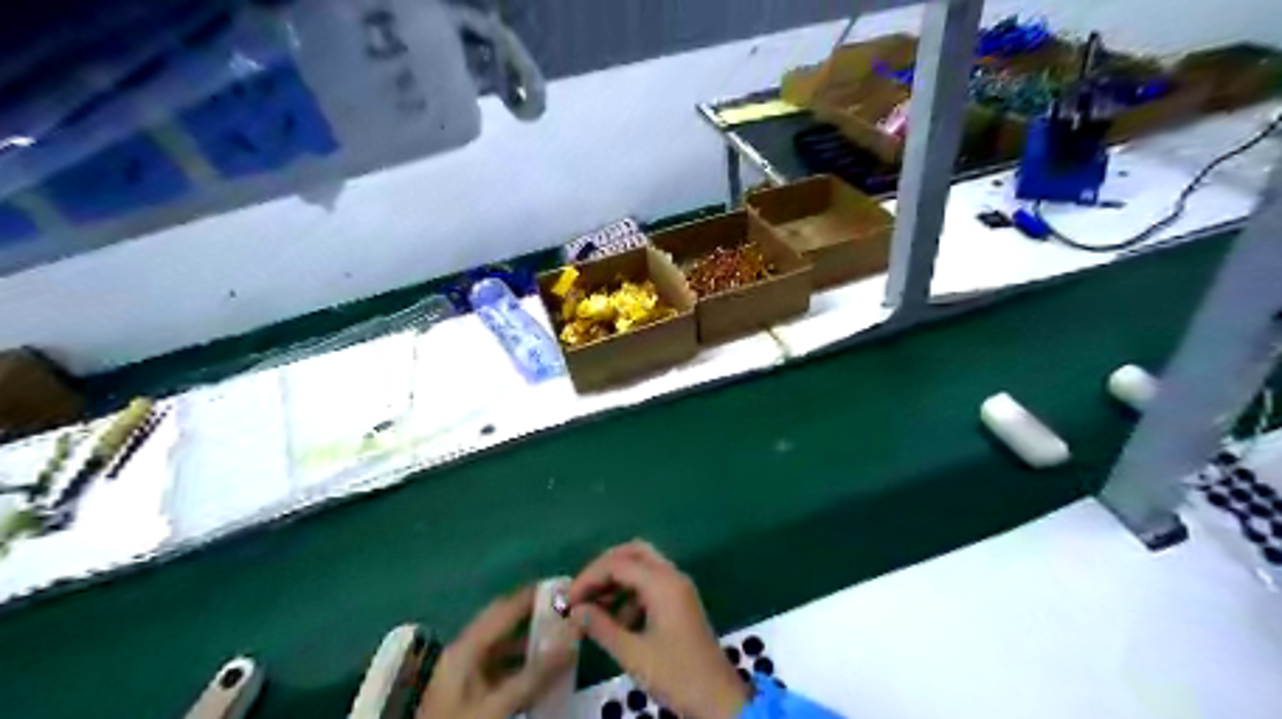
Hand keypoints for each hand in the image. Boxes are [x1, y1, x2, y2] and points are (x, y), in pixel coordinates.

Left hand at [418, 586, 573, 718]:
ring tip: (563, 643)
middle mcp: (463, 652)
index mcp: (465, 646)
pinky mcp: (468, 692)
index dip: (533, 596)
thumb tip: (573, 636)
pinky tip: (542, 674)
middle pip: (503, 624)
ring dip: (531, 643)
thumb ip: (535, 673)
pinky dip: (523, 665)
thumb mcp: (498, 703)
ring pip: (504, 646)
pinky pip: (502, 667)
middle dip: (535, 617)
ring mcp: (464, 672)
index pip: (504, 608)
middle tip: (567, 614)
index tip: (564, 589)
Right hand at [564, 539, 748, 717]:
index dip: (588, 578)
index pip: (618, 563)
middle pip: (633, 553)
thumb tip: (576, 610)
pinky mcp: (680, 602)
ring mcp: (679, 588)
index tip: (567, 600)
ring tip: (593, 608)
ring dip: (617, 581)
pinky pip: (651, 584)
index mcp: (662, 584)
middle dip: (604, 568)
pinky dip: (630, 594)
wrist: (719, 699)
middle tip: (582, 591)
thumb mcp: (633, 654)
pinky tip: (616, 622)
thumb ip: (601, 627)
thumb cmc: (676, 675)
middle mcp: (672, 576)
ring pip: (643, 567)